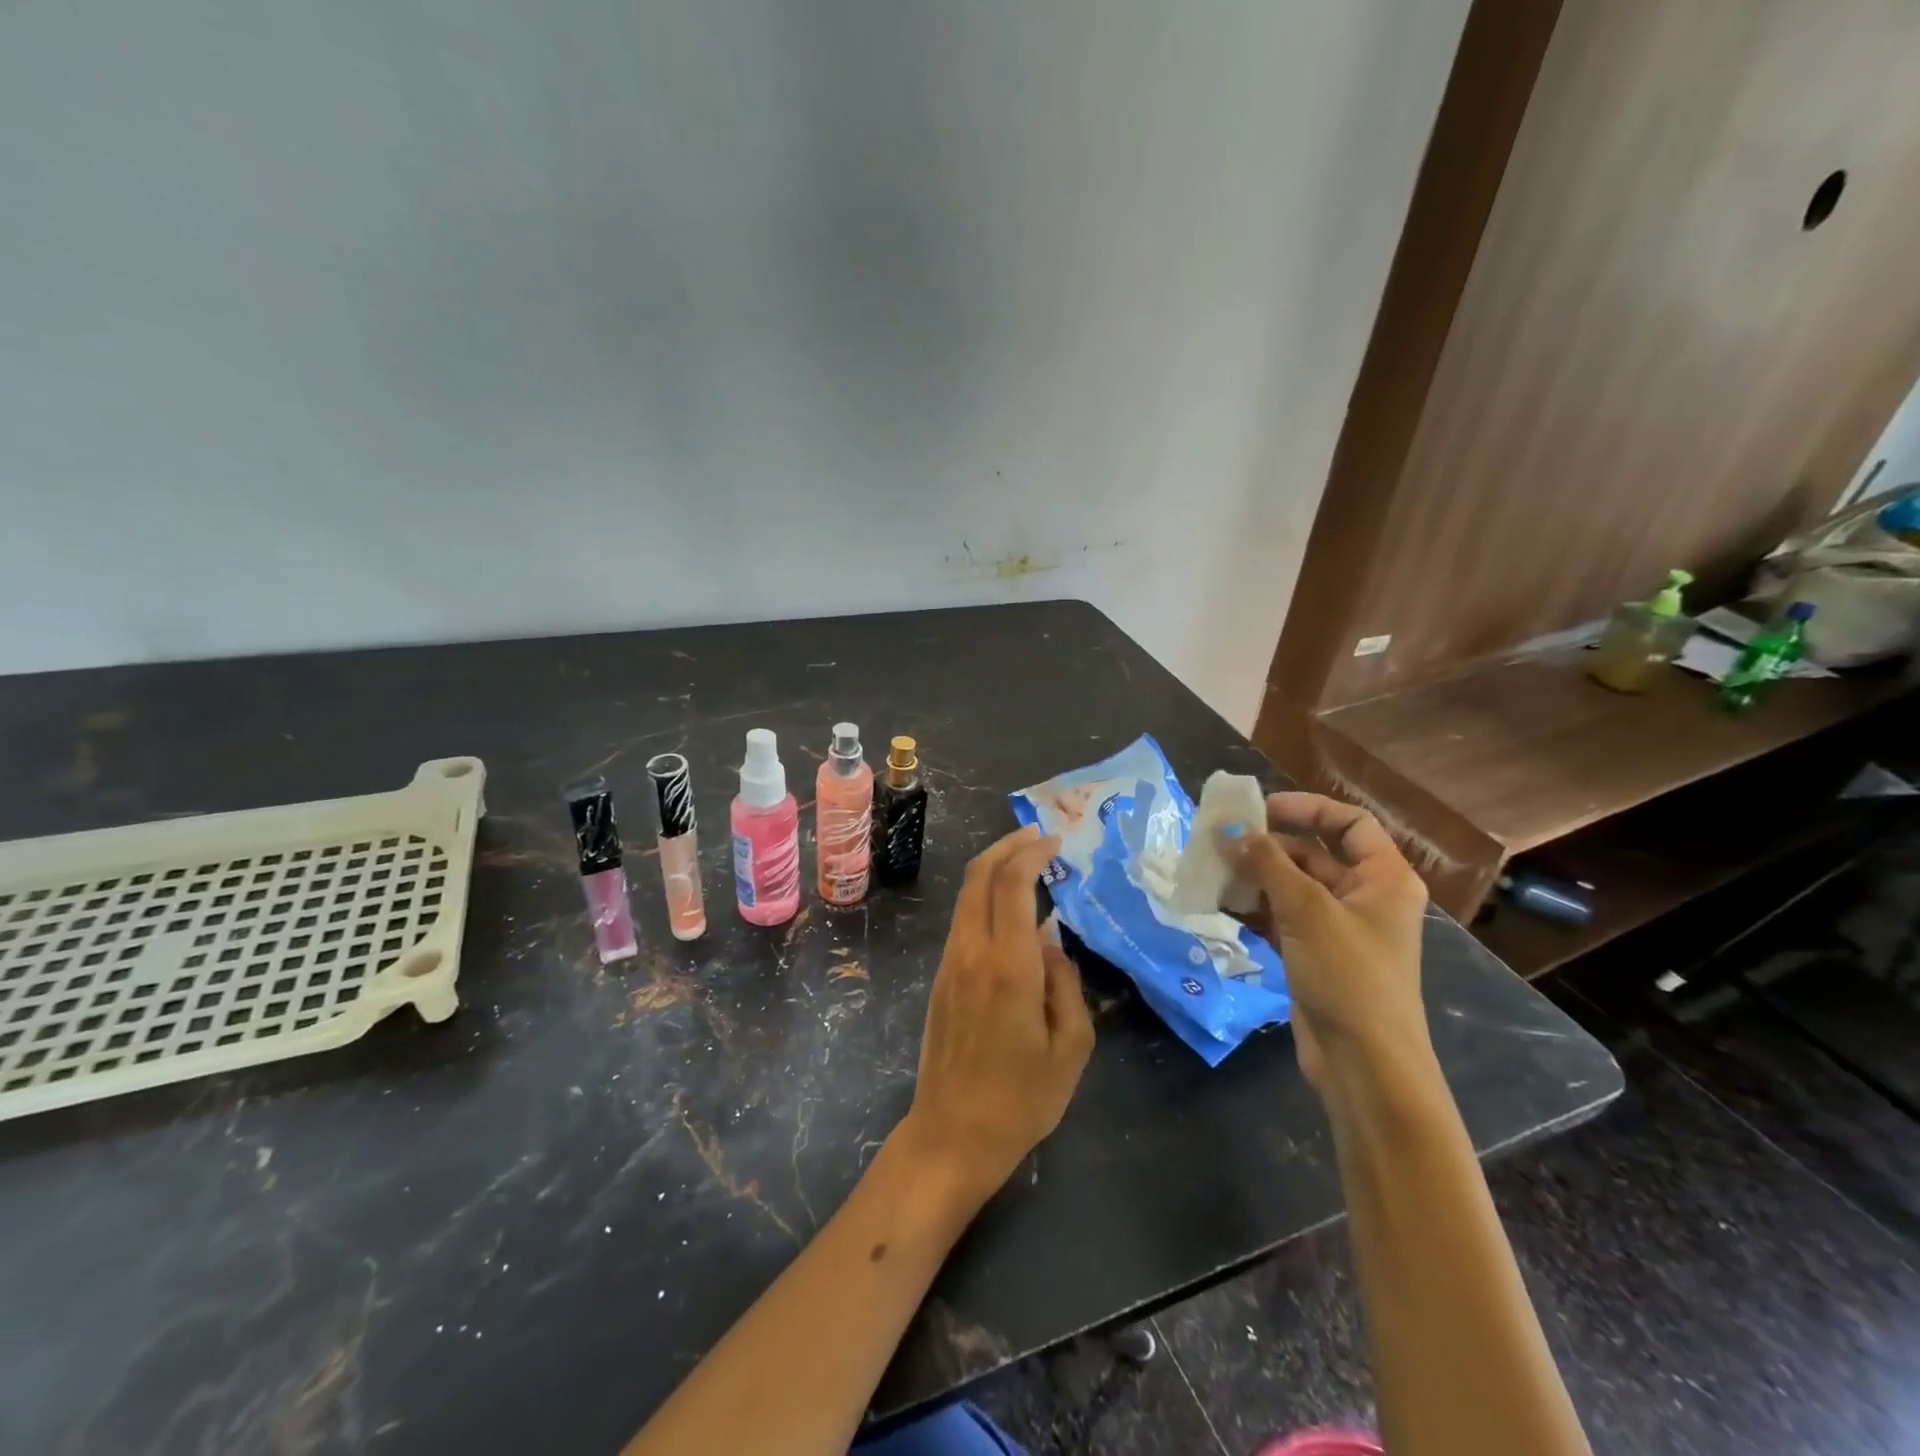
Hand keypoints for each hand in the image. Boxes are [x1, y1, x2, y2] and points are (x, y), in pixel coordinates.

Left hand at [899, 826, 1095, 1205]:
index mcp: (1007, 966)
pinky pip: (963, 920)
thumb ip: (1065, 984)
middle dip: (1008, 846)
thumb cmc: (1021, 1099)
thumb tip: (1051, 942)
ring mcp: (950, 963)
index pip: (1012, 885)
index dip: (1032, 853)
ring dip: (993, 869)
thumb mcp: (1070, 1048)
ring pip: (966, 895)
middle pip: (979, 876)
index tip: (1056, 842)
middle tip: (1039, 836)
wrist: (952, 1135)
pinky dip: (985, 897)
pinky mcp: (941, 977)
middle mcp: (971, 952)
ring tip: (1027, 863)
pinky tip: (1010, 908)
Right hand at [1219, 793, 1430, 1094]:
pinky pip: (1279, 917)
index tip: (1260, 810)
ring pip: (1290, 886)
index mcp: (1383, 878)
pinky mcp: (1313, 954)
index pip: (1349, 822)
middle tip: (1219, 842)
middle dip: (1266, 846)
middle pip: (1312, 853)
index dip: (1306, 808)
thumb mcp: (1307, 910)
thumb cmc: (1349, 975)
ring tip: (1210, 870)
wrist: (1364, 1064)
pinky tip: (1217, 903)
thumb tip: (1229, 831)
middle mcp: (1363, 897)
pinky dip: (1252, 908)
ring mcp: (1337, 928)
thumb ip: (1266, 864)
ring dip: (1252, 877)